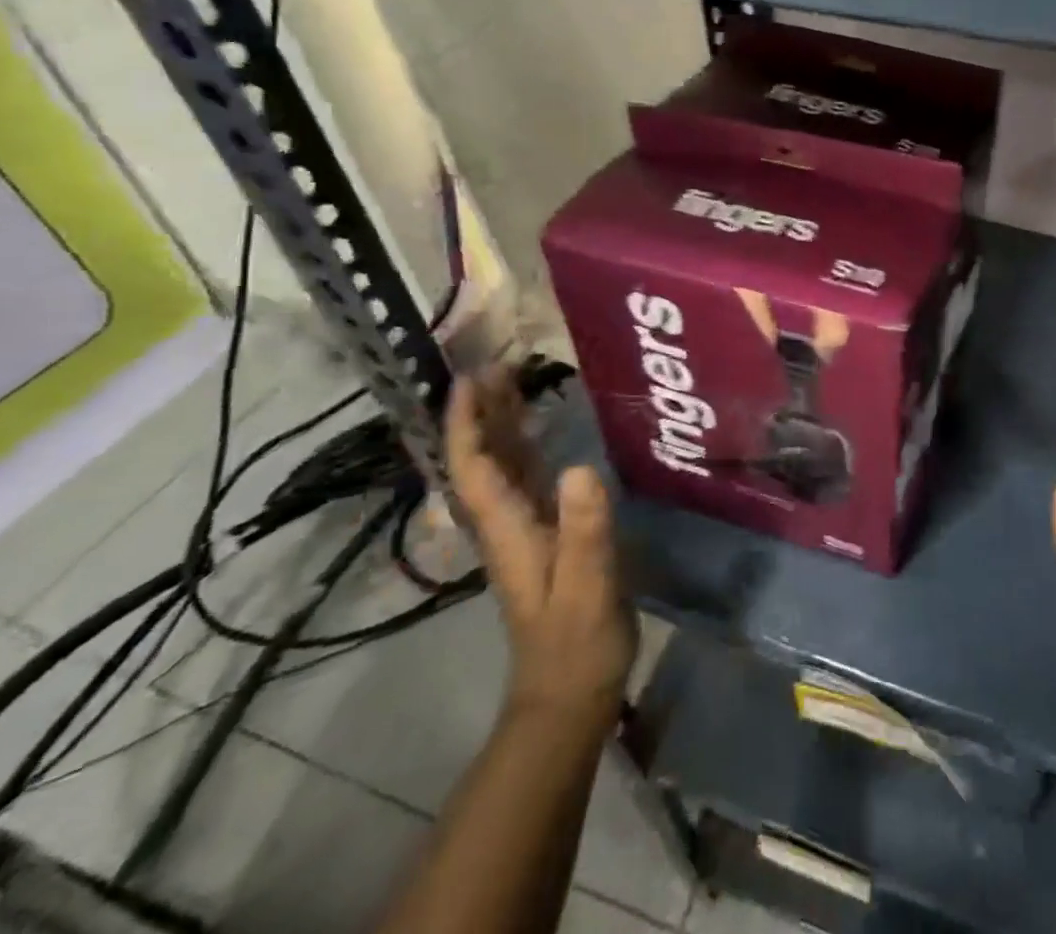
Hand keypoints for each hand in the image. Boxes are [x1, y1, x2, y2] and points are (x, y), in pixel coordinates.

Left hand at [446, 367, 635, 730]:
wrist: (571, 693)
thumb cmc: (577, 640)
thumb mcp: (587, 584)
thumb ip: (584, 529)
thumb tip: (578, 467)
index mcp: (507, 530)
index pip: (473, 469)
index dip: (467, 423)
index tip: (469, 379)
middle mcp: (507, 523)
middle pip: (483, 459)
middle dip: (483, 411)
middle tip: (497, 362)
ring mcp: (525, 530)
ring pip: (504, 466)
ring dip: (503, 423)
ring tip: (516, 379)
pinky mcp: (547, 535)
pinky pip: (528, 478)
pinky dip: (528, 446)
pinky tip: (544, 429)